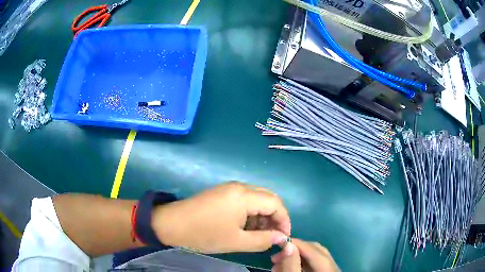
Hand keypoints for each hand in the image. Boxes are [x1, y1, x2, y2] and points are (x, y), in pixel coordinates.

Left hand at [151, 182, 290, 252]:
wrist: (170, 224)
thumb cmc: (204, 234)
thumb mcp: (236, 242)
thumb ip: (263, 240)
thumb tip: (281, 238)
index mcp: (243, 196)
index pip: (275, 203)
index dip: (284, 220)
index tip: (284, 236)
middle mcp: (239, 187)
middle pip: (267, 198)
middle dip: (275, 217)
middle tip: (273, 235)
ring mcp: (229, 188)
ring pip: (256, 199)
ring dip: (262, 215)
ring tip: (260, 234)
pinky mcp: (221, 193)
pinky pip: (244, 200)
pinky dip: (251, 213)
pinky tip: (246, 227)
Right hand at [272, 239, 338, 271]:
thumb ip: (292, 264)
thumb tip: (288, 243)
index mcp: (329, 268)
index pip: (315, 250)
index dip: (298, 243)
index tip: (280, 240)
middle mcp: (334, 267)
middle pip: (317, 251)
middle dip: (295, 251)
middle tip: (276, 256)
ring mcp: (331, 269)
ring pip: (315, 257)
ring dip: (296, 257)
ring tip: (278, 263)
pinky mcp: (325, 271)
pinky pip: (315, 264)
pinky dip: (301, 263)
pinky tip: (288, 266)